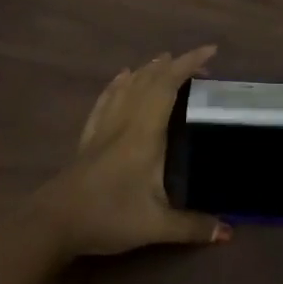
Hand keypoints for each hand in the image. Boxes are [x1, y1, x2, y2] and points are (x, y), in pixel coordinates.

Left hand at [21, 47, 232, 259]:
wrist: (53, 224)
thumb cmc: (107, 217)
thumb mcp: (155, 226)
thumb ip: (192, 227)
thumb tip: (229, 232)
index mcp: (144, 133)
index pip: (168, 86)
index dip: (189, 64)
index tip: (211, 51)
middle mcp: (124, 122)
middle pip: (149, 80)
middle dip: (174, 65)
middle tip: (199, 64)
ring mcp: (103, 128)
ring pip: (127, 86)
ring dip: (148, 70)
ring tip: (164, 60)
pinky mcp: (88, 138)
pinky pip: (106, 100)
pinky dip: (118, 84)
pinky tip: (121, 78)